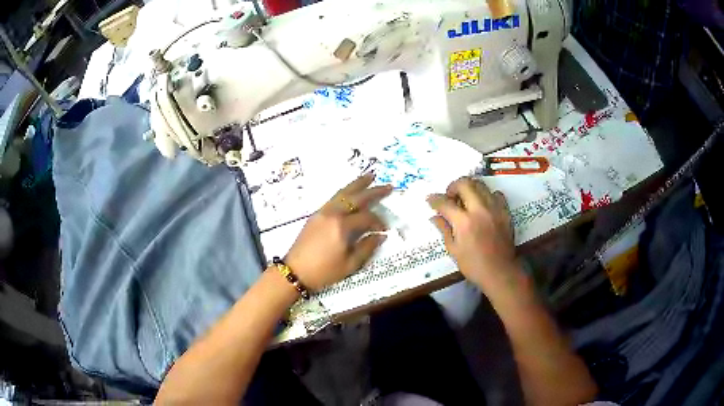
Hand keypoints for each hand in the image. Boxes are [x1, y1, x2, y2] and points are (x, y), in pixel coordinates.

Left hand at [284, 173, 392, 290]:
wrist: (295, 271)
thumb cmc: (324, 271)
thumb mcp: (350, 264)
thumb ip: (367, 247)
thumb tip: (380, 235)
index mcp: (342, 226)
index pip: (366, 217)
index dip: (378, 222)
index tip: (385, 230)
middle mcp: (332, 214)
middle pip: (356, 197)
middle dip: (373, 191)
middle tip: (388, 186)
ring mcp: (322, 212)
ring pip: (343, 193)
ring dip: (357, 184)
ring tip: (370, 176)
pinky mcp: (316, 215)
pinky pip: (334, 198)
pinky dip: (345, 192)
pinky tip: (351, 192)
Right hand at [427, 177, 517, 289]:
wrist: (500, 272)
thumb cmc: (473, 265)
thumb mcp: (453, 250)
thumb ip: (444, 229)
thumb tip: (434, 217)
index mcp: (464, 222)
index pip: (445, 202)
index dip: (434, 199)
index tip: (430, 200)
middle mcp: (479, 210)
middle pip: (464, 183)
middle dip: (452, 186)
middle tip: (450, 197)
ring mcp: (494, 208)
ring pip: (480, 184)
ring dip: (469, 188)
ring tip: (466, 199)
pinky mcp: (505, 211)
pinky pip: (496, 194)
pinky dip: (487, 195)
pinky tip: (483, 205)